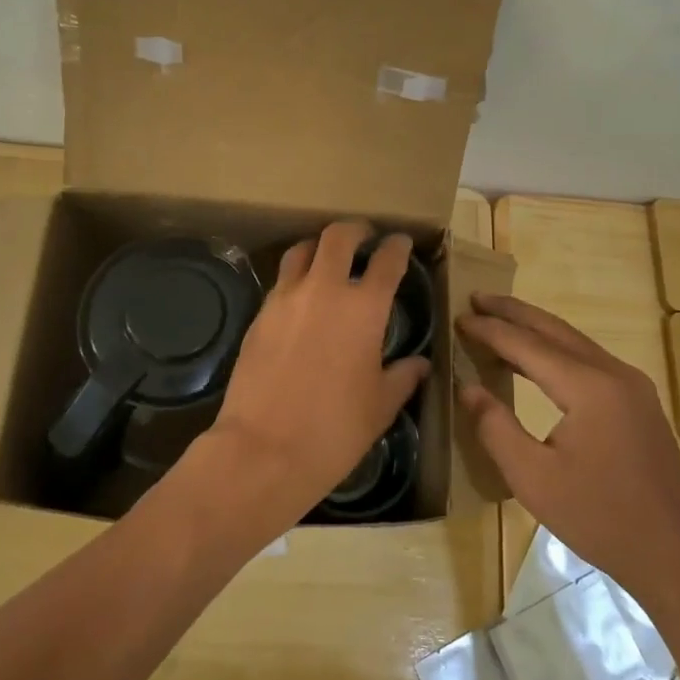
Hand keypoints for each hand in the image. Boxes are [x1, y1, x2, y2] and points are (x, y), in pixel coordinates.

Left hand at [187, 223, 429, 539]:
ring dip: (319, 248)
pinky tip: (301, 300)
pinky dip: (296, 278)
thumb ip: (403, 377)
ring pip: (301, 251)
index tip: (401, 244)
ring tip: (327, 260)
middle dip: (355, 230)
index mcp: (364, 307)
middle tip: (364, 237)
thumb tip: (420, 364)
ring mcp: (286, 299)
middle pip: (338, 236)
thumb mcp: (380, 406)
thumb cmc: (335, 430)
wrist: (263, 450)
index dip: (397, 247)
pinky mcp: (259, 315)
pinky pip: (281, 282)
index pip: (386, 260)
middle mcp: (324, 290)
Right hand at [457, 294, 679, 606]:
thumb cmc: (599, 518)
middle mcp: (614, 373)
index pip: (528, 345)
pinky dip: (556, 349)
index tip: (458, 317)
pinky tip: (537, 359)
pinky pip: (589, 359)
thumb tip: (468, 387)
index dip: (490, 330)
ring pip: (574, 341)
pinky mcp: (639, 401)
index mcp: (589, 387)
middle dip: (513, 312)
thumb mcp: (533, 479)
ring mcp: (632, 385)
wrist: (675, 554)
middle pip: (554, 329)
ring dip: (535, 328)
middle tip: (476, 298)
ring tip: (499, 319)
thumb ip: (495, 427)